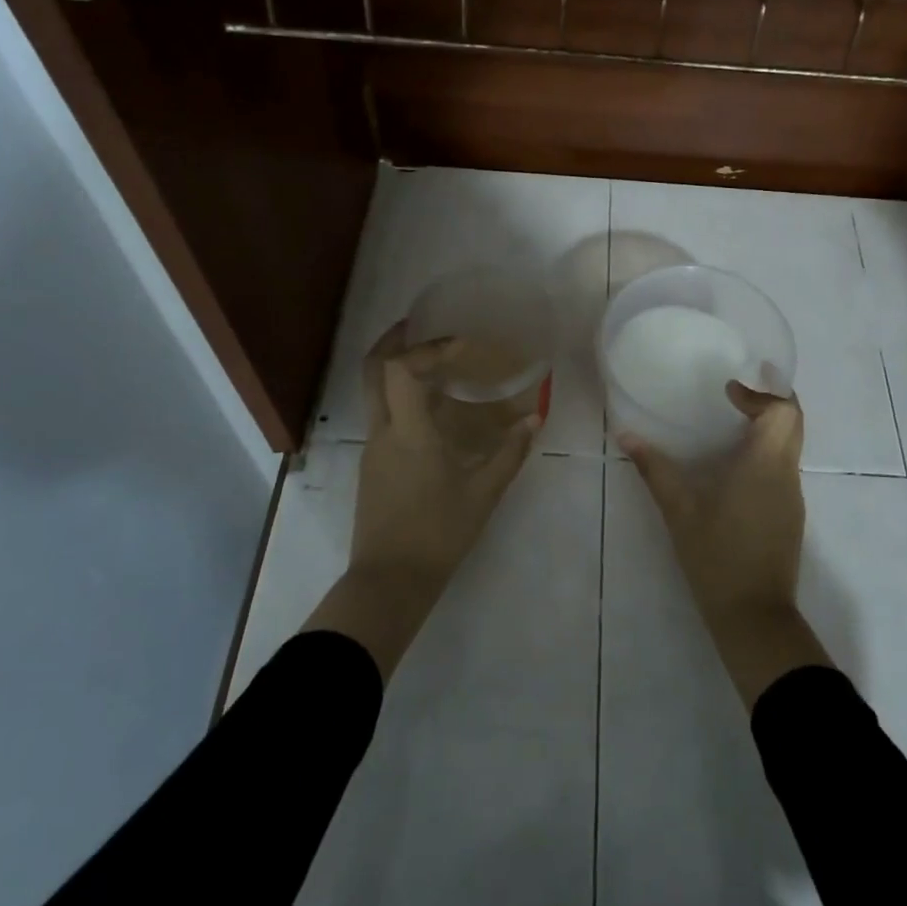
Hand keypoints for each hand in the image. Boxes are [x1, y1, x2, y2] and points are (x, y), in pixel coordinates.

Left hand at [305, 321, 541, 677]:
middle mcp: (383, 431)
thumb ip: (509, 453)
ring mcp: (372, 449)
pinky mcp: (372, 467)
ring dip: (396, 369)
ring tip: (432, 362)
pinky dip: (400, 397)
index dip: (428, 348)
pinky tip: (430, 409)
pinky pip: (382, 416)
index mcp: (408, 431)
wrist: (389, 582)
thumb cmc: (438, 534)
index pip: (400, 368)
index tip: (460, 345)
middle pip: (372, 370)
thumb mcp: (483, 494)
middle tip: (418, 324)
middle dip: (393, 341)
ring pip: (374, 393)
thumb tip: (534, 419)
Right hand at [622, 383, 831, 707]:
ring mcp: (792, 496)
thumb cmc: (716, 556)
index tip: (729, 391)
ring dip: (768, 427)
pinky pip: (783, 468)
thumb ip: (655, 469)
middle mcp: (786, 474)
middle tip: (735, 395)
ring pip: (791, 445)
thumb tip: (625, 435)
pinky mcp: (790, 515)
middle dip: (770, 401)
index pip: (784, 410)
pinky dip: (766, 452)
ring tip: (730, 425)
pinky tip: (735, 467)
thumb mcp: (679, 510)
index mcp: (765, 464)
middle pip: (794, 422)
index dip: (761, 393)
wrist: (753, 615)